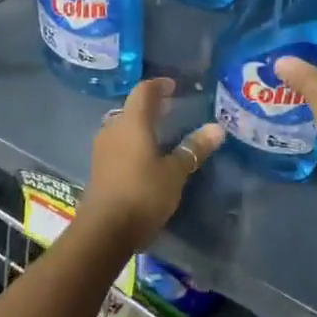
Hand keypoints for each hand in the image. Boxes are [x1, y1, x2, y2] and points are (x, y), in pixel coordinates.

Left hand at [79, 78, 224, 249]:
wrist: (104, 231)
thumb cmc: (143, 194)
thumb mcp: (175, 173)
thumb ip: (194, 148)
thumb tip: (217, 128)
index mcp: (132, 123)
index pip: (143, 92)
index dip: (159, 85)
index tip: (173, 85)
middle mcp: (113, 130)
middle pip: (131, 108)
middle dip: (151, 106)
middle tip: (171, 108)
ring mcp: (102, 150)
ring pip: (123, 127)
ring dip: (140, 125)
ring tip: (161, 131)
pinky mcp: (99, 168)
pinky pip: (118, 144)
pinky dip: (133, 142)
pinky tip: (147, 155)